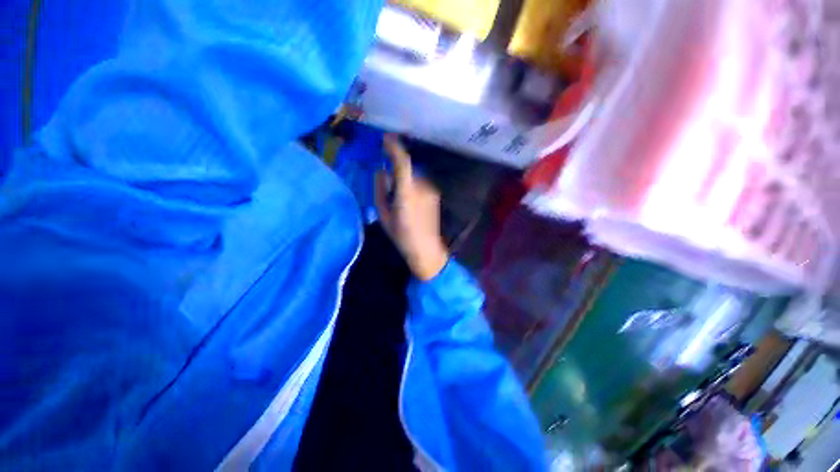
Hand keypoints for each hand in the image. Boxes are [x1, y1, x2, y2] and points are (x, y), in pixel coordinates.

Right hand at [375, 134, 448, 280]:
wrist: (427, 249)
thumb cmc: (402, 236)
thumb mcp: (383, 215)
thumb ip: (380, 190)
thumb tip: (381, 172)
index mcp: (407, 193)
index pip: (402, 163)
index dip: (394, 148)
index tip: (385, 138)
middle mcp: (422, 187)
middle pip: (408, 168)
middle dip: (397, 168)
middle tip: (388, 181)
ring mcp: (431, 190)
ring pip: (414, 176)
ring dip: (406, 179)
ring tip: (400, 198)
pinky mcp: (435, 194)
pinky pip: (420, 183)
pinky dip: (413, 185)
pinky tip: (410, 202)